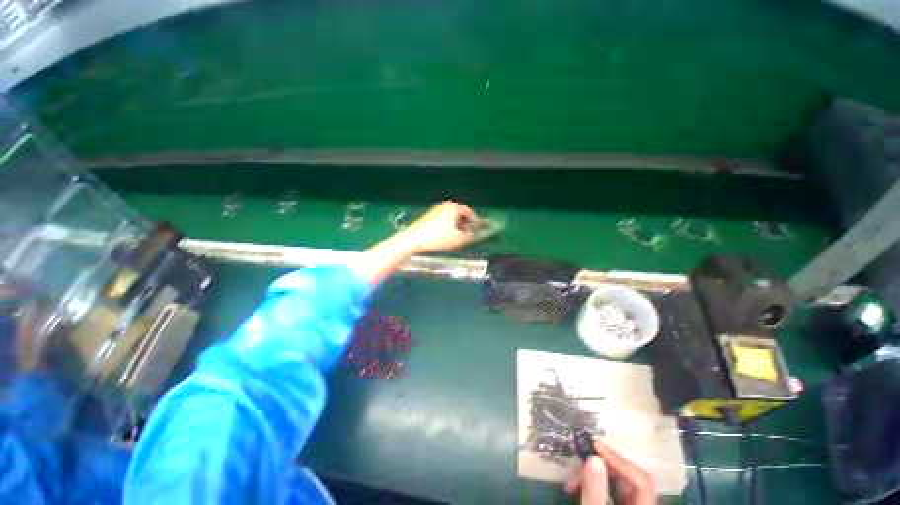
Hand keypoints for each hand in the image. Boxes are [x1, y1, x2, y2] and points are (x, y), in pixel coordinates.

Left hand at [400, 202, 477, 252]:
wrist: (414, 238)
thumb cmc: (438, 237)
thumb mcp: (458, 239)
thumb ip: (469, 237)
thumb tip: (474, 235)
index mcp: (453, 208)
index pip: (468, 211)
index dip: (474, 220)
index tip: (477, 229)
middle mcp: (445, 206)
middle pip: (459, 213)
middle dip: (465, 223)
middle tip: (468, 233)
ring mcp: (435, 210)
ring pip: (450, 216)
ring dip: (456, 225)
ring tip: (458, 236)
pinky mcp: (428, 216)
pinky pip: (443, 219)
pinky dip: (447, 225)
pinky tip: (446, 235)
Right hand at [566, 439, 656, 504]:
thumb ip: (595, 490)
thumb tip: (593, 456)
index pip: (642, 479)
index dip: (619, 461)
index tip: (594, 445)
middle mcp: (642, 502)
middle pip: (629, 476)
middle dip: (602, 464)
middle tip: (579, 458)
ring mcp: (631, 502)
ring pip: (617, 479)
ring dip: (595, 472)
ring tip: (573, 478)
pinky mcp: (620, 501)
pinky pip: (611, 486)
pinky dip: (595, 481)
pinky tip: (578, 484)